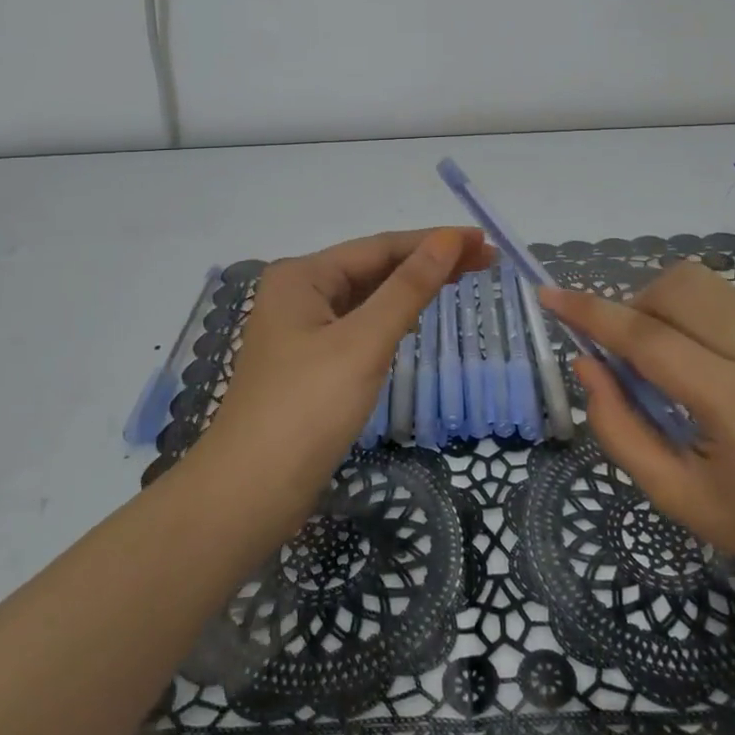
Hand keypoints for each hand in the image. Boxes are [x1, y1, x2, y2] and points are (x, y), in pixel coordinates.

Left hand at [196, 228, 491, 535]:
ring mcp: (301, 331)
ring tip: (462, 279)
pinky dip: (391, 318)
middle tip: (485, 260)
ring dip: (412, 288)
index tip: (482, 240)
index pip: (379, 247)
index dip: (433, 242)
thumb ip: (408, 288)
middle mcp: (298, 294)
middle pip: (373, 268)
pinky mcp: (309, 364)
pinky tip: (416, 318)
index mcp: (302, 276)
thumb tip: (447, 239)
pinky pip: (359, 327)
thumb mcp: (363, 342)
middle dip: (427, 262)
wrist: (249, 495)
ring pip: (367, 298)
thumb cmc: (307, 409)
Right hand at [542, 261, 734, 610]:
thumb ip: (620, 430)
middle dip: (632, 306)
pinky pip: (723, 301)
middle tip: (623, 356)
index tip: (548, 295)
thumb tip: (586, 365)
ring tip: (658, 360)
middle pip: (677, 288)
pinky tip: (694, 364)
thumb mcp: (681, 500)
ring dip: (659, 306)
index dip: (591, 313)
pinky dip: (688, 317)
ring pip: (700, 284)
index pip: (650, 339)